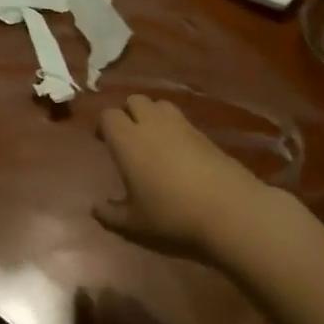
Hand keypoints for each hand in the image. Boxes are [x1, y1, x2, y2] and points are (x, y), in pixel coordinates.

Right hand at [93, 95, 268, 263]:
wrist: (228, 209)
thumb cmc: (172, 215)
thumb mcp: (135, 224)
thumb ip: (111, 215)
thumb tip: (95, 208)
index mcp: (128, 140)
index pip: (108, 115)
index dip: (104, 125)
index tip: (103, 140)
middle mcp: (151, 124)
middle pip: (134, 100)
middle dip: (128, 112)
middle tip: (127, 137)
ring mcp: (180, 125)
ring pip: (159, 104)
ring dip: (152, 114)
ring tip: (153, 138)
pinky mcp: (203, 133)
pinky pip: (181, 119)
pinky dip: (173, 126)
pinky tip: (178, 150)